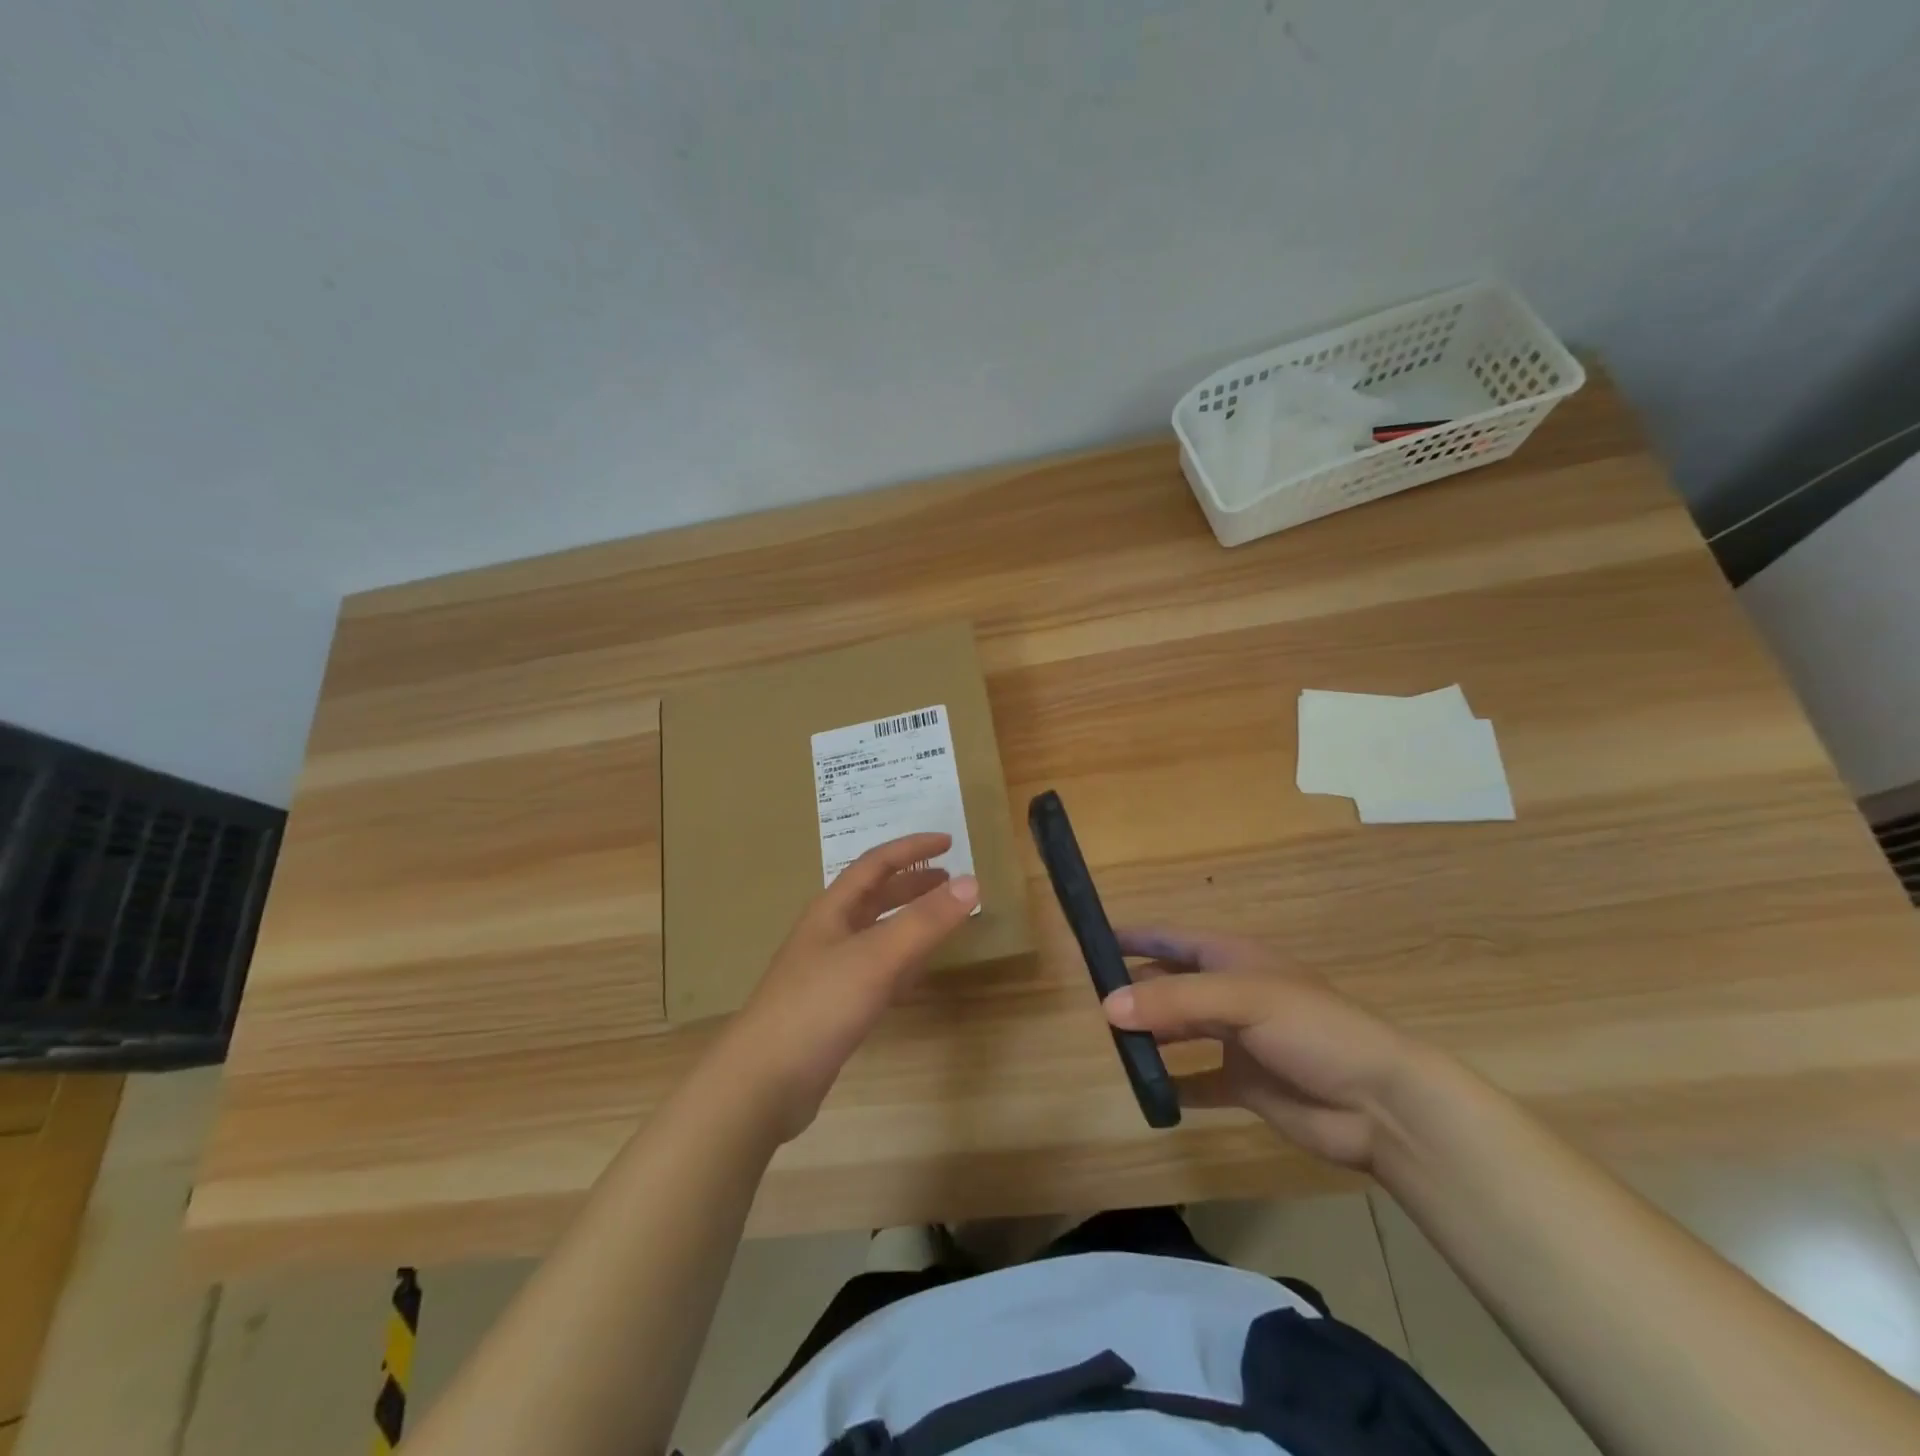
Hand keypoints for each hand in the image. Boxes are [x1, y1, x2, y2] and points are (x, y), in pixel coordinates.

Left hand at [720, 833, 977, 1140]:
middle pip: (875, 896)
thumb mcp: (877, 957)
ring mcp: (829, 971)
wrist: (763, 1081)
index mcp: (833, 910)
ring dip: (908, 921)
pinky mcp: (833, 1007)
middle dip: (912, 883)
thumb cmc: (819, 1005)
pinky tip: (915, 974)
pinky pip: (875, 970)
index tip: (948, 841)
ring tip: (941, 919)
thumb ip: (925, 921)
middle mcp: (830, 933)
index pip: (876, 864)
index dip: (912, 848)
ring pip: (876, 933)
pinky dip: (900, 961)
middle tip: (950, 881)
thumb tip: (972, 881)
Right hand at [1103, 928, 1419, 1170]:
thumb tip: (1107, 1006)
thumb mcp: (1241, 1000)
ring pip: (1180, 1030)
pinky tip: (1148, 1092)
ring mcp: (1239, 1040)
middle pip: (1170, 984)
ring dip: (1149, 1035)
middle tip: (1091, 1000)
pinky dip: (1173, 1085)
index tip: (1090, 939)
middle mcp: (1231, 994)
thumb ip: (1173, 1000)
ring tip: (1111, 1043)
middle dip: (1135, 988)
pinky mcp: (1246, 1084)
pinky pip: (1198, 1081)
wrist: (1380, 1103)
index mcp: (1232, 959)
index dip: (1133, 937)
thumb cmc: (1312, 1030)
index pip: (1171, 939)